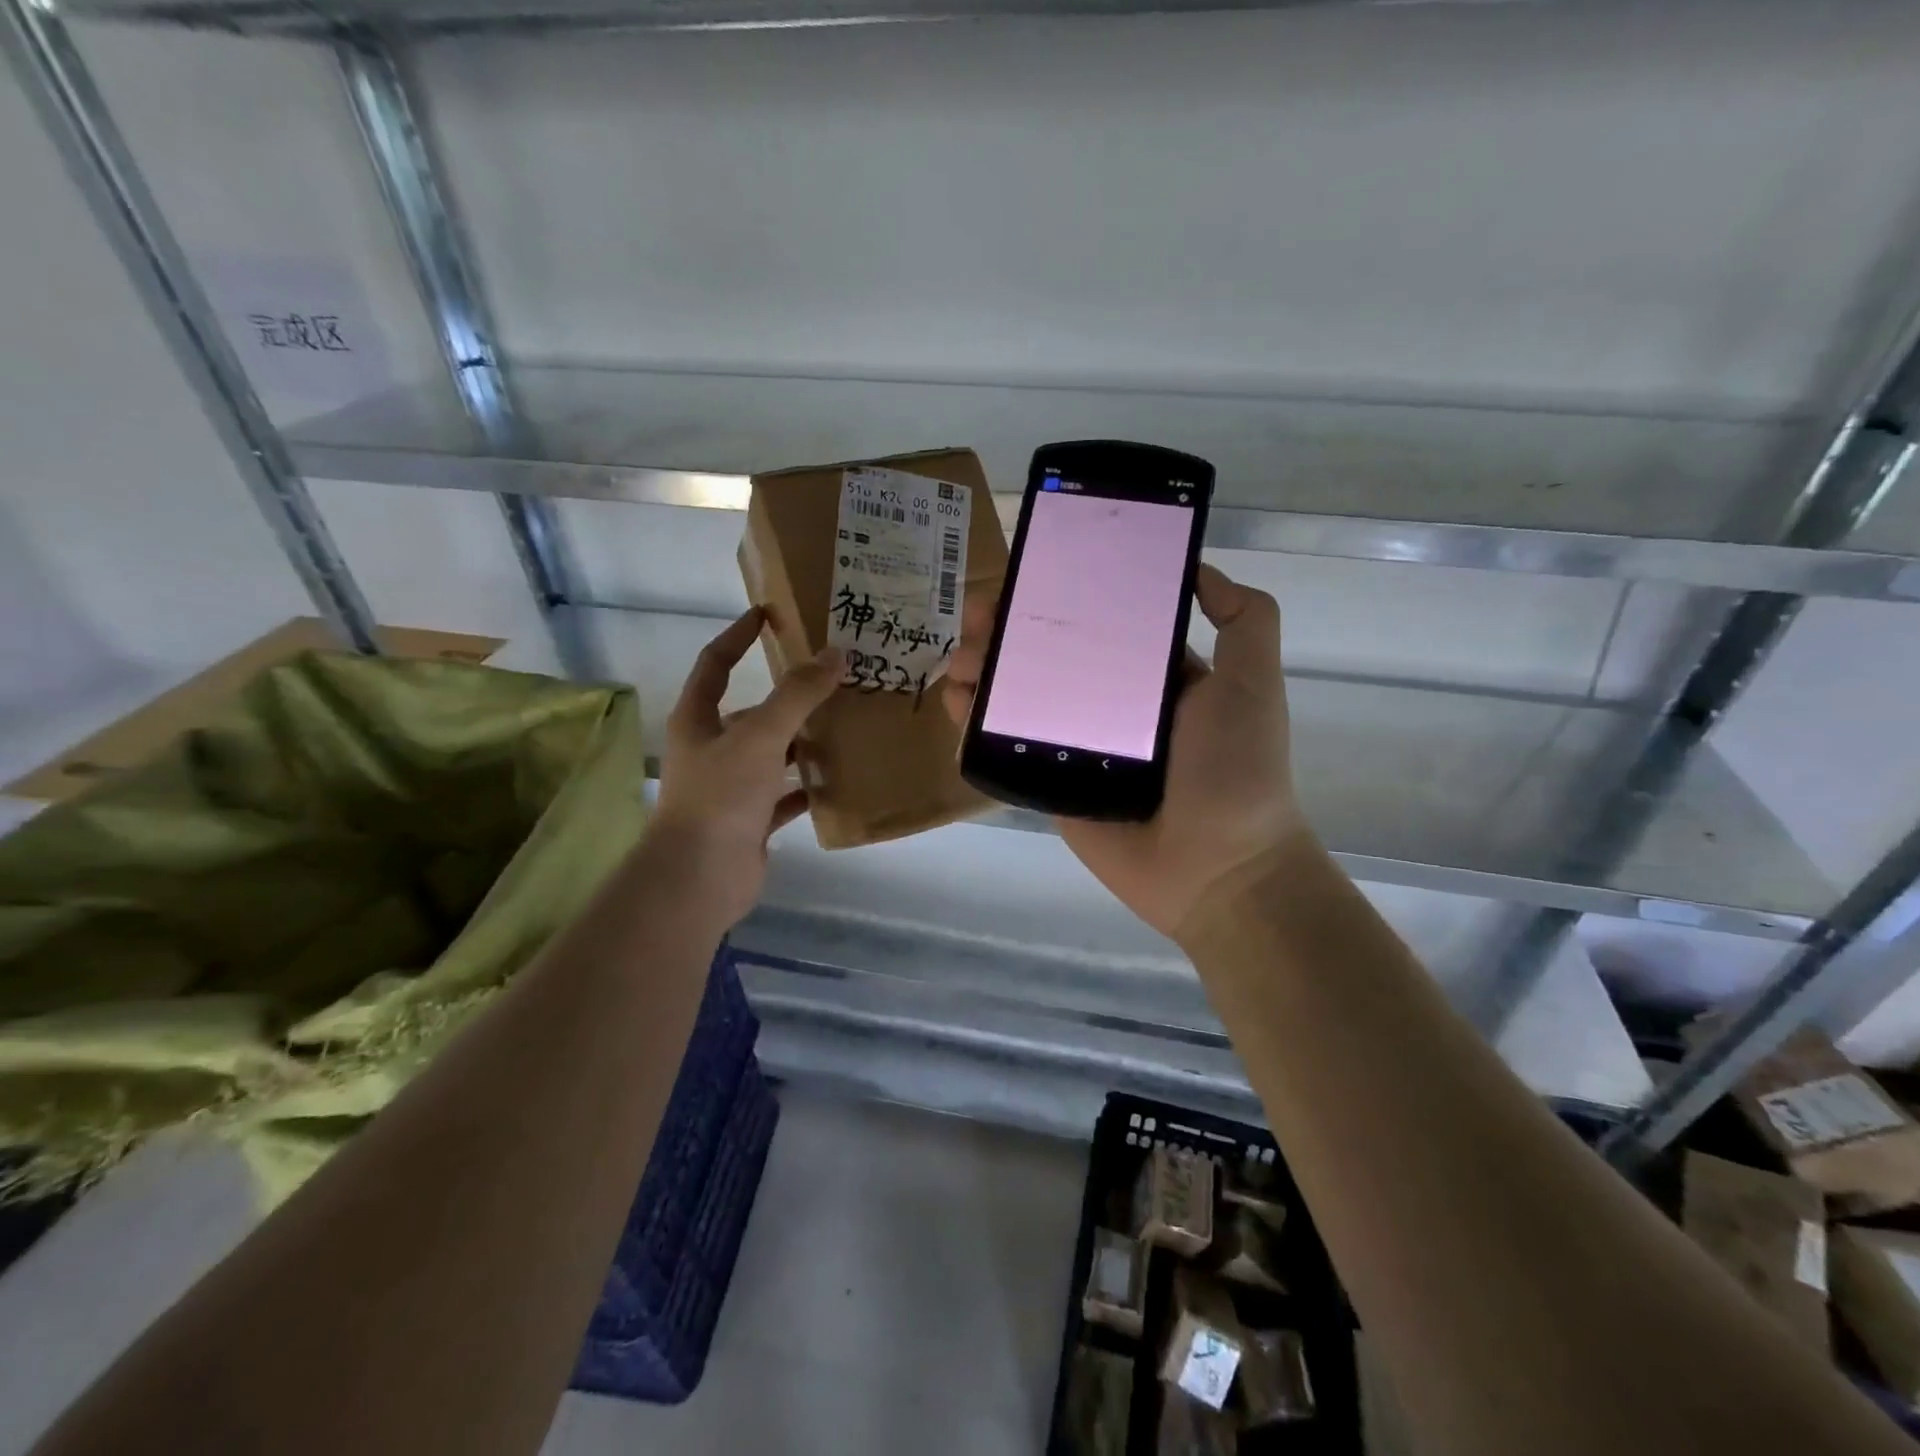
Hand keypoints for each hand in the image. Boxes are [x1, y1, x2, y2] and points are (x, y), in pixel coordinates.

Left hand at [648, 607, 842, 927]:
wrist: (700, 878)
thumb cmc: (721, 796)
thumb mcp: (761, 736)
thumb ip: (797, 694)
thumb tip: (835, 654)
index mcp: (698, 720)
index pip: (715, 663)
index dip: (738, 636)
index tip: (768, 615)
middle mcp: (711, 749)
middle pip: (751, 711)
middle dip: (788, 696)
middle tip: (833, 680)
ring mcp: (730, 788)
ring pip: (771, 754)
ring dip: (802, 742)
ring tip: (846, 726)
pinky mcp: (749, 821)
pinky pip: (784, 796)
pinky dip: (807, 788)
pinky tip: (839, 780)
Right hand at [944, 564, 1308, 942]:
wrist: (1217, 868)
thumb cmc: (1235, 769)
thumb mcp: (1253, 682)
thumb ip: (1245, 620)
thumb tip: (1199, 570)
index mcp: (1149, 676)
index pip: (1094, 623)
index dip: (1058, 597)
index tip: (1026, 574)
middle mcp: (1107, 704)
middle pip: (1045, 656)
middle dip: (1006, 630)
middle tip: (978, 616)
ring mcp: (1072, 745)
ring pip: (1016, 697)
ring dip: (982, 669)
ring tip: (961, 658)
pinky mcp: (1047, 783)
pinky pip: (1004, 747)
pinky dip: (973, 721)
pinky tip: (956, 700)